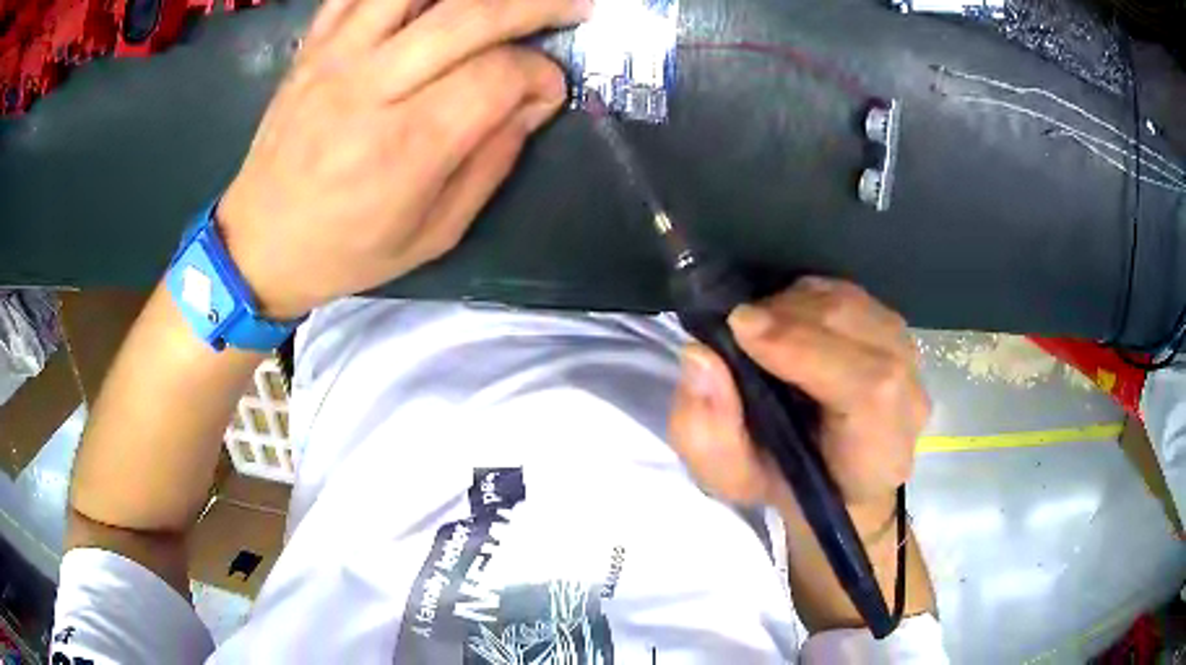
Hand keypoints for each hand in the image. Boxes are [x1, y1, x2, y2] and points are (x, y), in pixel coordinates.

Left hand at [218, 0, 591, 318]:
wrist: (258, 243)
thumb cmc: (346, 250)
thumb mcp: (434, 233)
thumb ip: (491, 162)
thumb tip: (533, 103)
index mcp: (404, 147)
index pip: (496, 76)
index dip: (539, 76)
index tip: (548, 91)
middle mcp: (369, 88)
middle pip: (468, 15)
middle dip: (535, 3)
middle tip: (574, 5)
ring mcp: (334, 58)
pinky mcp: (312, 47)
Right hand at [669, 277, 929, 519]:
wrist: (833, 482)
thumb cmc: (784, 486)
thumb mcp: (730, 479)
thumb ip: (708, 431)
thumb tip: (701, 355)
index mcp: (878, 453)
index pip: (867, 388)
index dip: (807, 349)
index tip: (742, 327)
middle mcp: (909, 401)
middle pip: (860, 331)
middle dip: (791, 316)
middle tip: (738, 323)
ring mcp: (910, 363)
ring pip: (855, 306)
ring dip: (798, 303)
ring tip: (759, 323)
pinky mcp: (897, 336)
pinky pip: (854, 296)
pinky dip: (812, 295)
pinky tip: (787, 316)